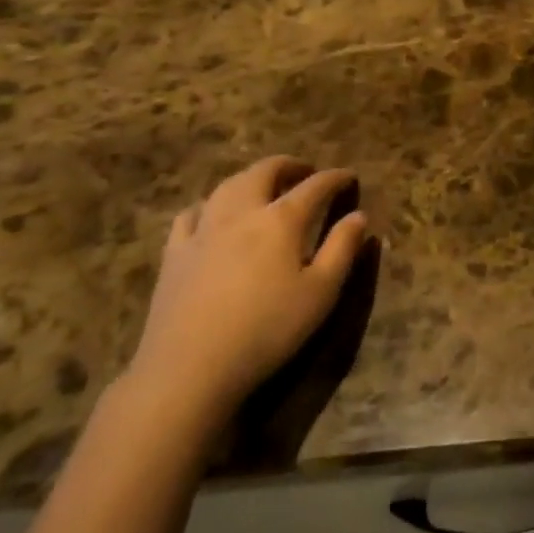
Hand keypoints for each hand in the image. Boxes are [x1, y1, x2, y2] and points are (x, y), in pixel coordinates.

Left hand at [125, 156, 369, 437]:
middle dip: (289, 166)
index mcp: (282, 219)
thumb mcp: (321, 293)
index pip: (315, 186)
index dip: (335, 178)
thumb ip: (342, 249)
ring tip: (263, 185)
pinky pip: (191, 214)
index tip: (349, 176)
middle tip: (305, 171)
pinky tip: (211, 214)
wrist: (190, 366)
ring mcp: (203, 230)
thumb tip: (359, 215)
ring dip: (251, 178)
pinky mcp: (174, 253)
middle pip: (265, 172)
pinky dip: (209, 204)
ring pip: (228, 186)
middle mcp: (242, 212)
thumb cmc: (268, 329)